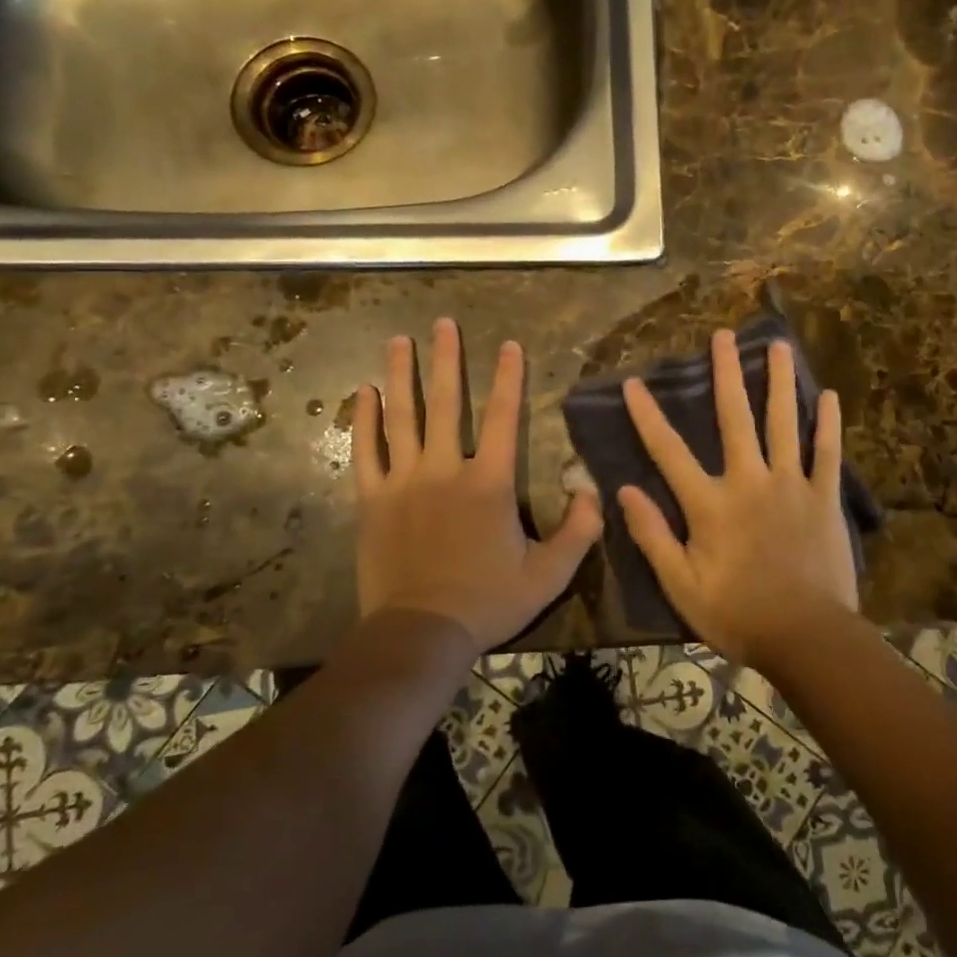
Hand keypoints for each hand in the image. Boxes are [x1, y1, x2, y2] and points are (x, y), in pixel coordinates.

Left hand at [352, 318, 603, 651]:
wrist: (421, 633)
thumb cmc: (488, 601)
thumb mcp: (549, 573)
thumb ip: (579, 530)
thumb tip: (592, 490)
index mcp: (488, 483)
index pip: (503, 417)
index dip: (508, 378)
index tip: (509, 345)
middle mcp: (444, 470)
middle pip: (444, 403)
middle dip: (445, 360)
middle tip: (442, 323)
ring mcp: (403, 483)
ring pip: (401, 418)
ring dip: (400, 375)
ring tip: (398, 340)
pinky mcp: (372, 500)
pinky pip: (366, 452)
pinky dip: (364, 420)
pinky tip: (363, 393)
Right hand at [617, 329, 859, 666]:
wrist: (807, 638)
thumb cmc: (738, 615)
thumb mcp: (682, 585)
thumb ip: (653, 535)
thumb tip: (624, 490)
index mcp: (710, 504)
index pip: (668, 451)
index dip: (648, 415)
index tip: (634, 382)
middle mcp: (749, 481)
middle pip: (734, 418)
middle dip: (726, 374)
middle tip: (723, 336)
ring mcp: (791, 485)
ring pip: (784, 423)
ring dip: (780, 382)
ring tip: (779, 346)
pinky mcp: (823, 498)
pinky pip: (827, 453)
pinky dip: (828, 424)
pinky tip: (829, 396)